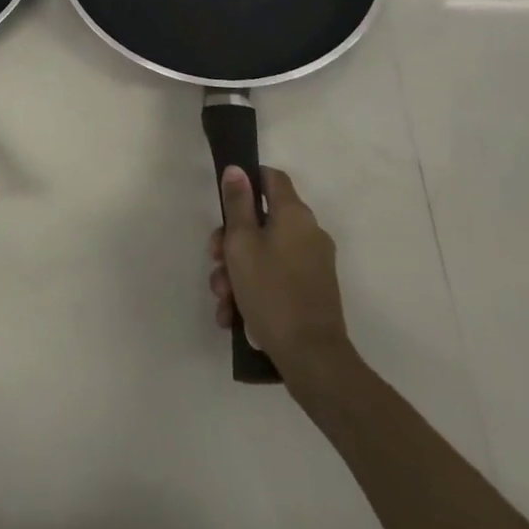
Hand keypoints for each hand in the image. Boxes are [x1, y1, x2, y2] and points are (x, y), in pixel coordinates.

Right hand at [210, 166, 351, 373]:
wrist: (313, 359)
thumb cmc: (271, 292)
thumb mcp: (241, 243)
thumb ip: (236, 203)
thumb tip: (237, 169)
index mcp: (295, 214)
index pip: (272, 177)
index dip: (247, 181)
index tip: (225, 202)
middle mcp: (309, 232)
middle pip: (263, 220)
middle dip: (232, 241)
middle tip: (215, 261)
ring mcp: (313, 264)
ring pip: (266, 253)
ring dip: (238, 271)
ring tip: (223, 300)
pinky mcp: (313, 291)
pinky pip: (277, 277)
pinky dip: (255, 289)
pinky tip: (235, 316)